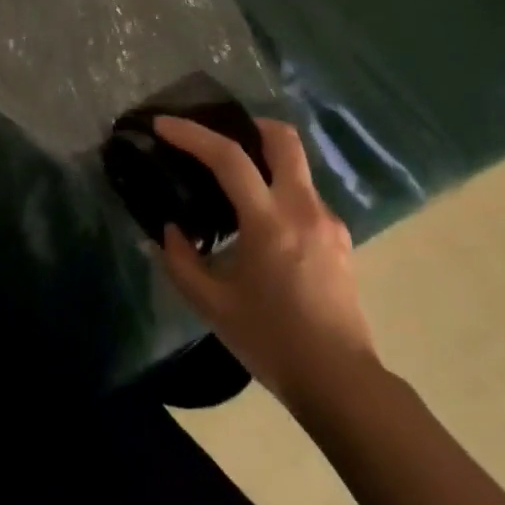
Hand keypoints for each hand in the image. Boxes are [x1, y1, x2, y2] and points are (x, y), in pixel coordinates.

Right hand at [154, 115, 378, 405]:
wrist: (340, 381)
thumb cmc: (272, 342)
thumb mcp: (214, 307)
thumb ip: (182, 262)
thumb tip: (170, 230)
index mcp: (269, 222)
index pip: (229, 158)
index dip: (193, 134)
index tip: (164, 124)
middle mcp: (303, 207)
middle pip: (283, 138)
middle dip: (249, 124)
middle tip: (220, 134)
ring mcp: (328, 219)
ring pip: (297, 164)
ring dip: (266, 159)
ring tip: (236, 182)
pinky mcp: (340, 235)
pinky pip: (305, 194)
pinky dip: (280, 190)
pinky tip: (263, 222)